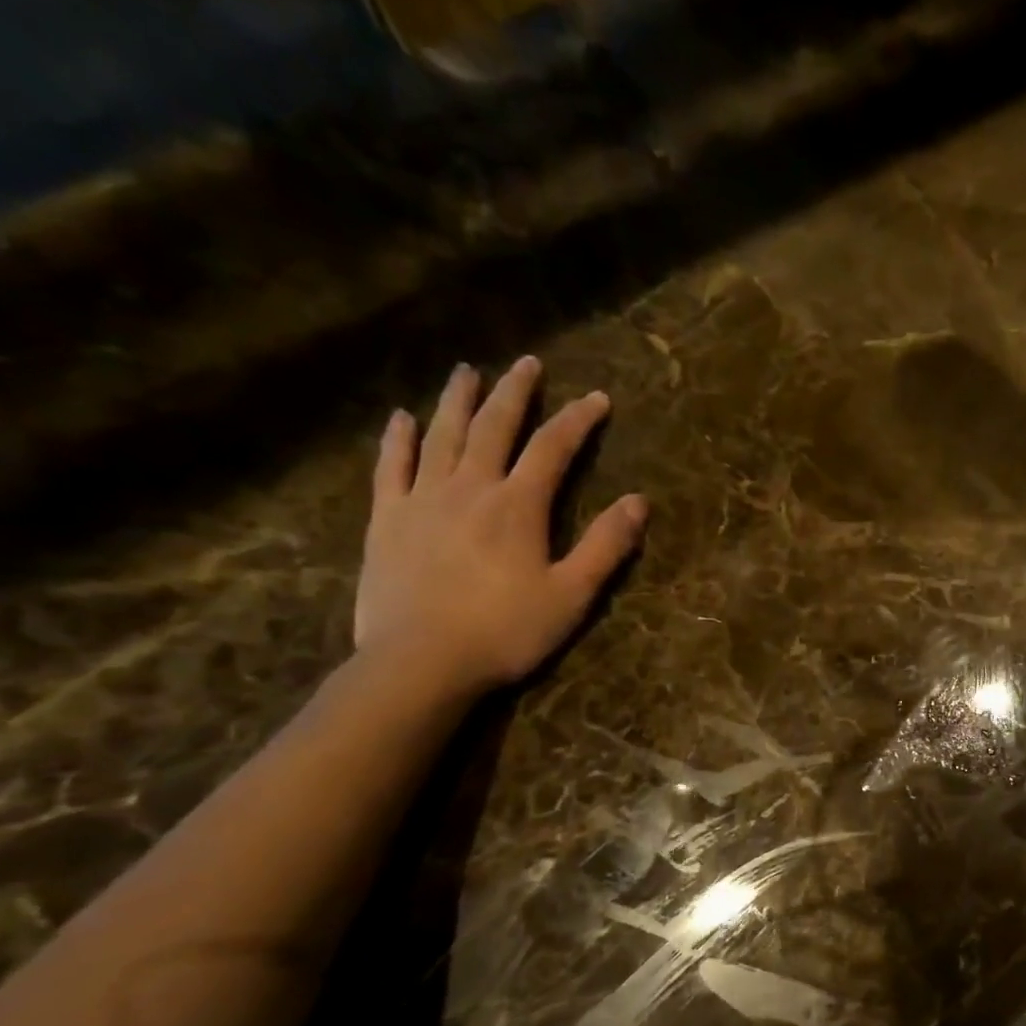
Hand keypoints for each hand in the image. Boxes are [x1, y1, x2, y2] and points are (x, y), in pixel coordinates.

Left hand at [354, 356, 647, 697]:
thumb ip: (606, 545)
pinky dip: (398, 438)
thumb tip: (638, 502)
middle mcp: (469, 488)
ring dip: (457, 400)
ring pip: (441, 436)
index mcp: (518, 506)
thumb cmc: (506, 630)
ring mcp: (422, 500)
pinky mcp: (386, 520)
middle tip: (527, 363)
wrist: (420, 662)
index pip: (553, 448)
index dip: (578, 420)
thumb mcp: (572, 594)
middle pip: (494, 427)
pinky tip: (401, 418)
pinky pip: (391, 467)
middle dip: (515, 393)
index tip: (598, 398)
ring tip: (467, 372)